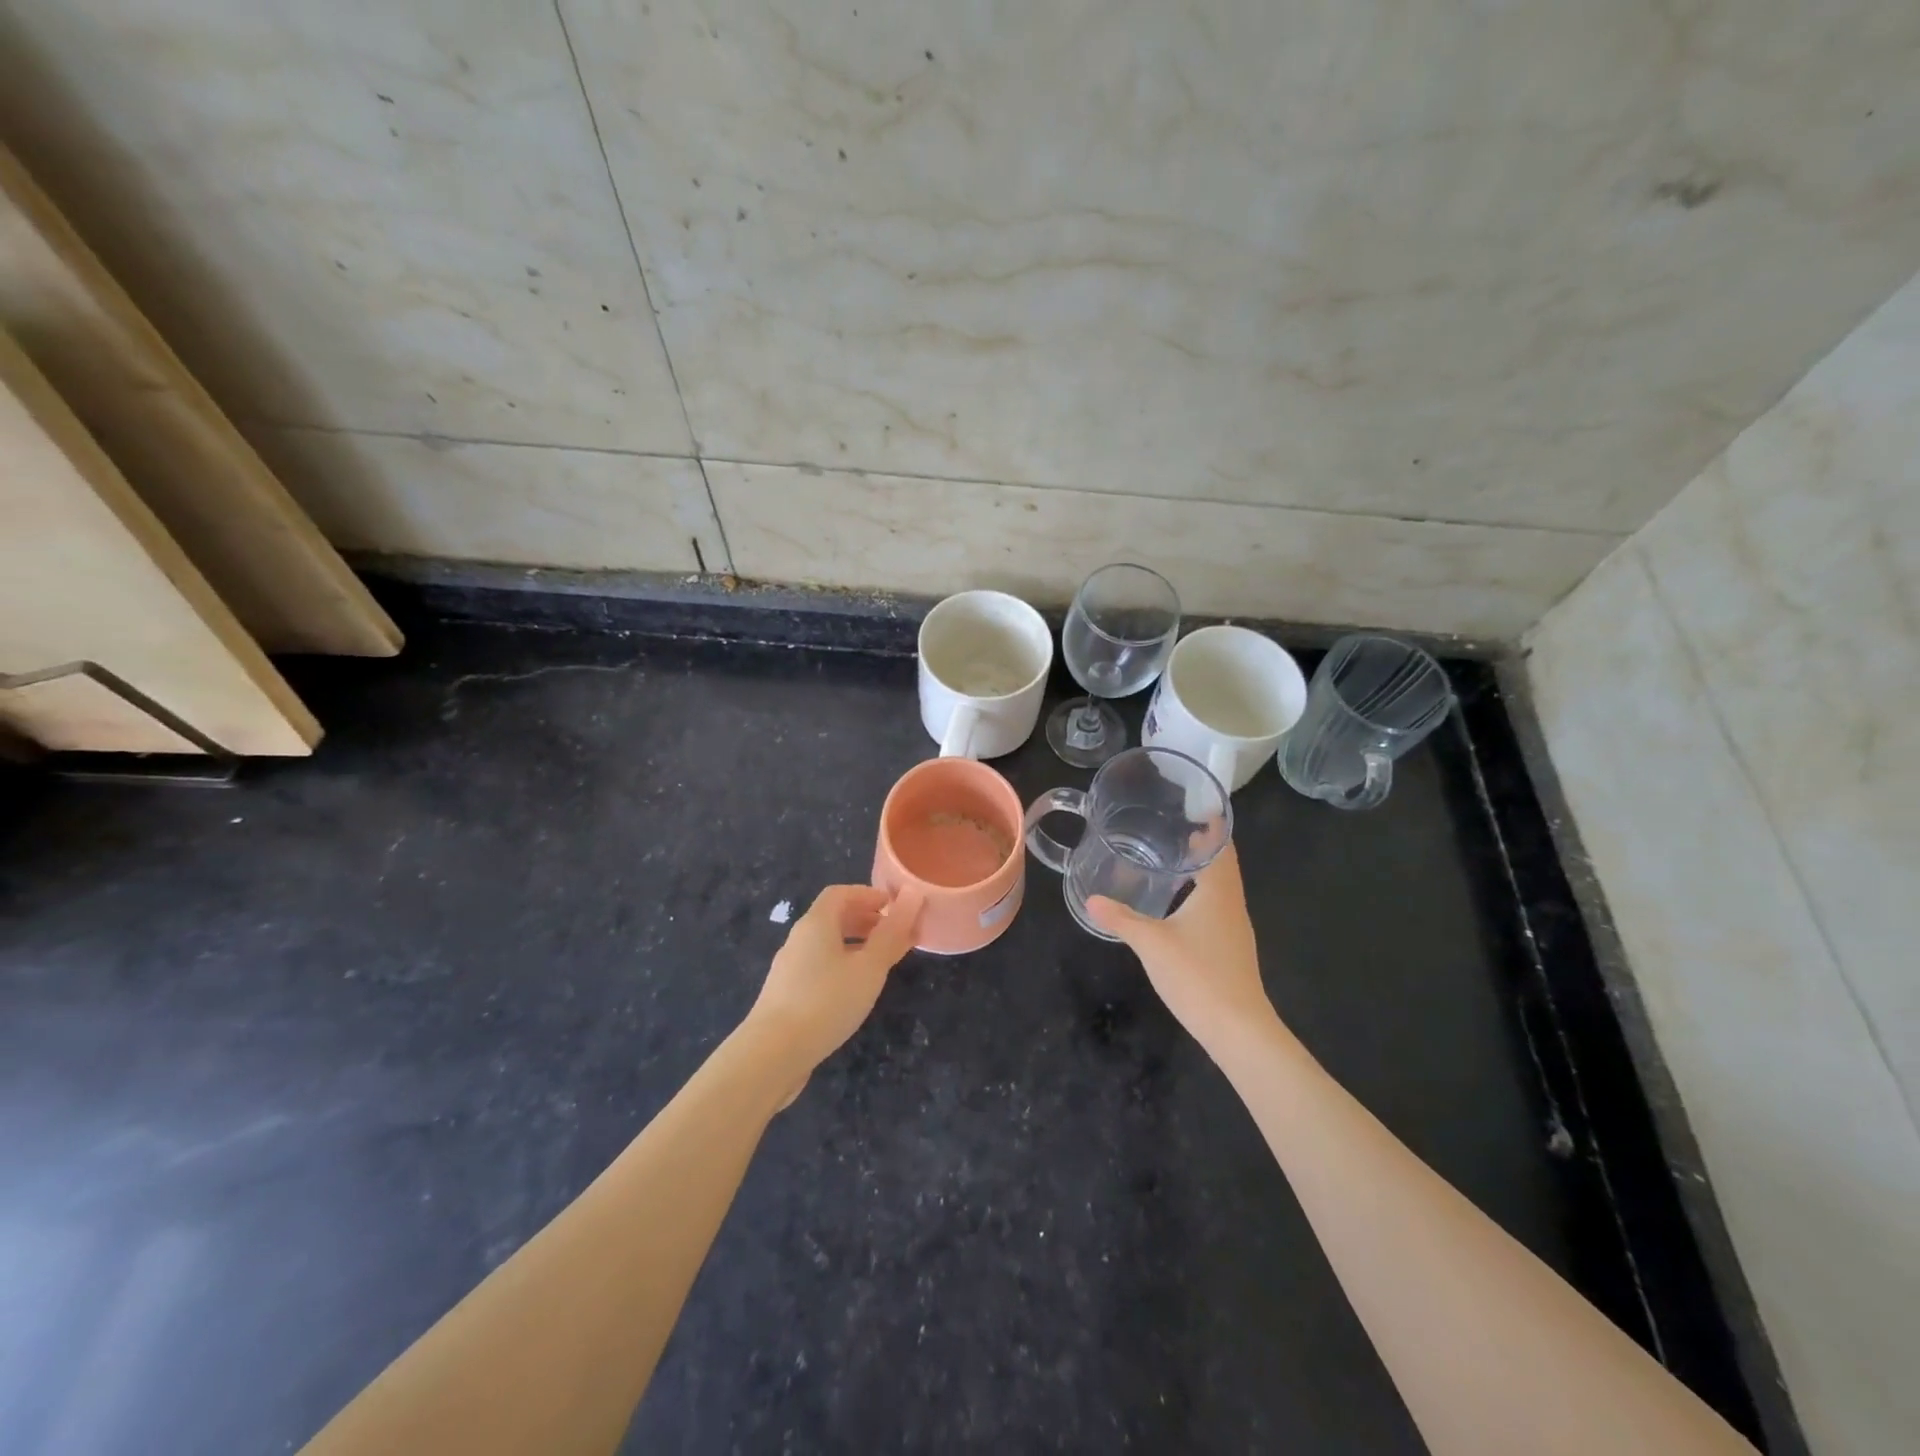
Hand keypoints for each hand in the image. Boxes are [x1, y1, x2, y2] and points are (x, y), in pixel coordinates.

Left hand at [747, 884, 925, 1094]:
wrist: (772, 1054)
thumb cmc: (826, 1001)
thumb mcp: (869, 967)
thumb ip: (892, 933)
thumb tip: (913, 895)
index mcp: (816, 923)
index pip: (840, 893)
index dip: (868, 894)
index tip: (894, 906)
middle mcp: (799, 939)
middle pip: (832, 917)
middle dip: (865, 919)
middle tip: (894, 934)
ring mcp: (789, 968)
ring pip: (826, 944)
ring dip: (855, 945)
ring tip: (880, 963)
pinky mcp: (785, 995)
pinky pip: (818, 967)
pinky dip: (841, 966)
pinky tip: (853, 991)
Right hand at [1087, 843, 1275, 1053]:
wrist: (1237, 1028)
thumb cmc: (1197, 974)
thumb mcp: (1151, 943)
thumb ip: (1121, 918)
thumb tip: (1091, 899)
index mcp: (1219, 892)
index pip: (1222, 846)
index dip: (1213, 825)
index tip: (1195, 806)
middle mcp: (1231, 904)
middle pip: (1223, 864)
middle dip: (1203, 845)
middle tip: (1173, 828)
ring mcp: (1234, 928)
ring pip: (1220, 887)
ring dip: (1202, 870)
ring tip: (1173, 859)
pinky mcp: (1231, 948)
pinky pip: (1217, 907)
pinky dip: (1201, 893)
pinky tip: (1179, 904)